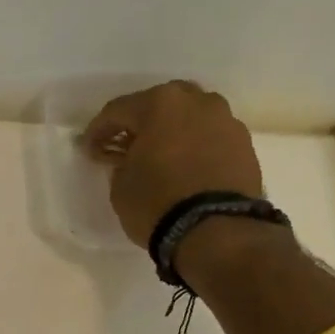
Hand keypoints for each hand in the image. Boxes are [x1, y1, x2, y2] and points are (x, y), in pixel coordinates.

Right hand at [83, 81, 264, 247]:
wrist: (217, 231)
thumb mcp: (121, 186)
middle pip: (160, 105)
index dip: (99, 131)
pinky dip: (195, 148)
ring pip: (190, 119)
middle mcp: (197, 102)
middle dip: (140, 124)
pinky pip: (210, 139)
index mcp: (161, 103)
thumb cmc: (157, 203)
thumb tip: (130, 159)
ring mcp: (226, 121)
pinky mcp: (245, 145)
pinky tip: (185, 168)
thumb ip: (122, 163)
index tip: (89, 149)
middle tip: (126, 147)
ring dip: (172, 133)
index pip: (118, 110)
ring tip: (160, 157)